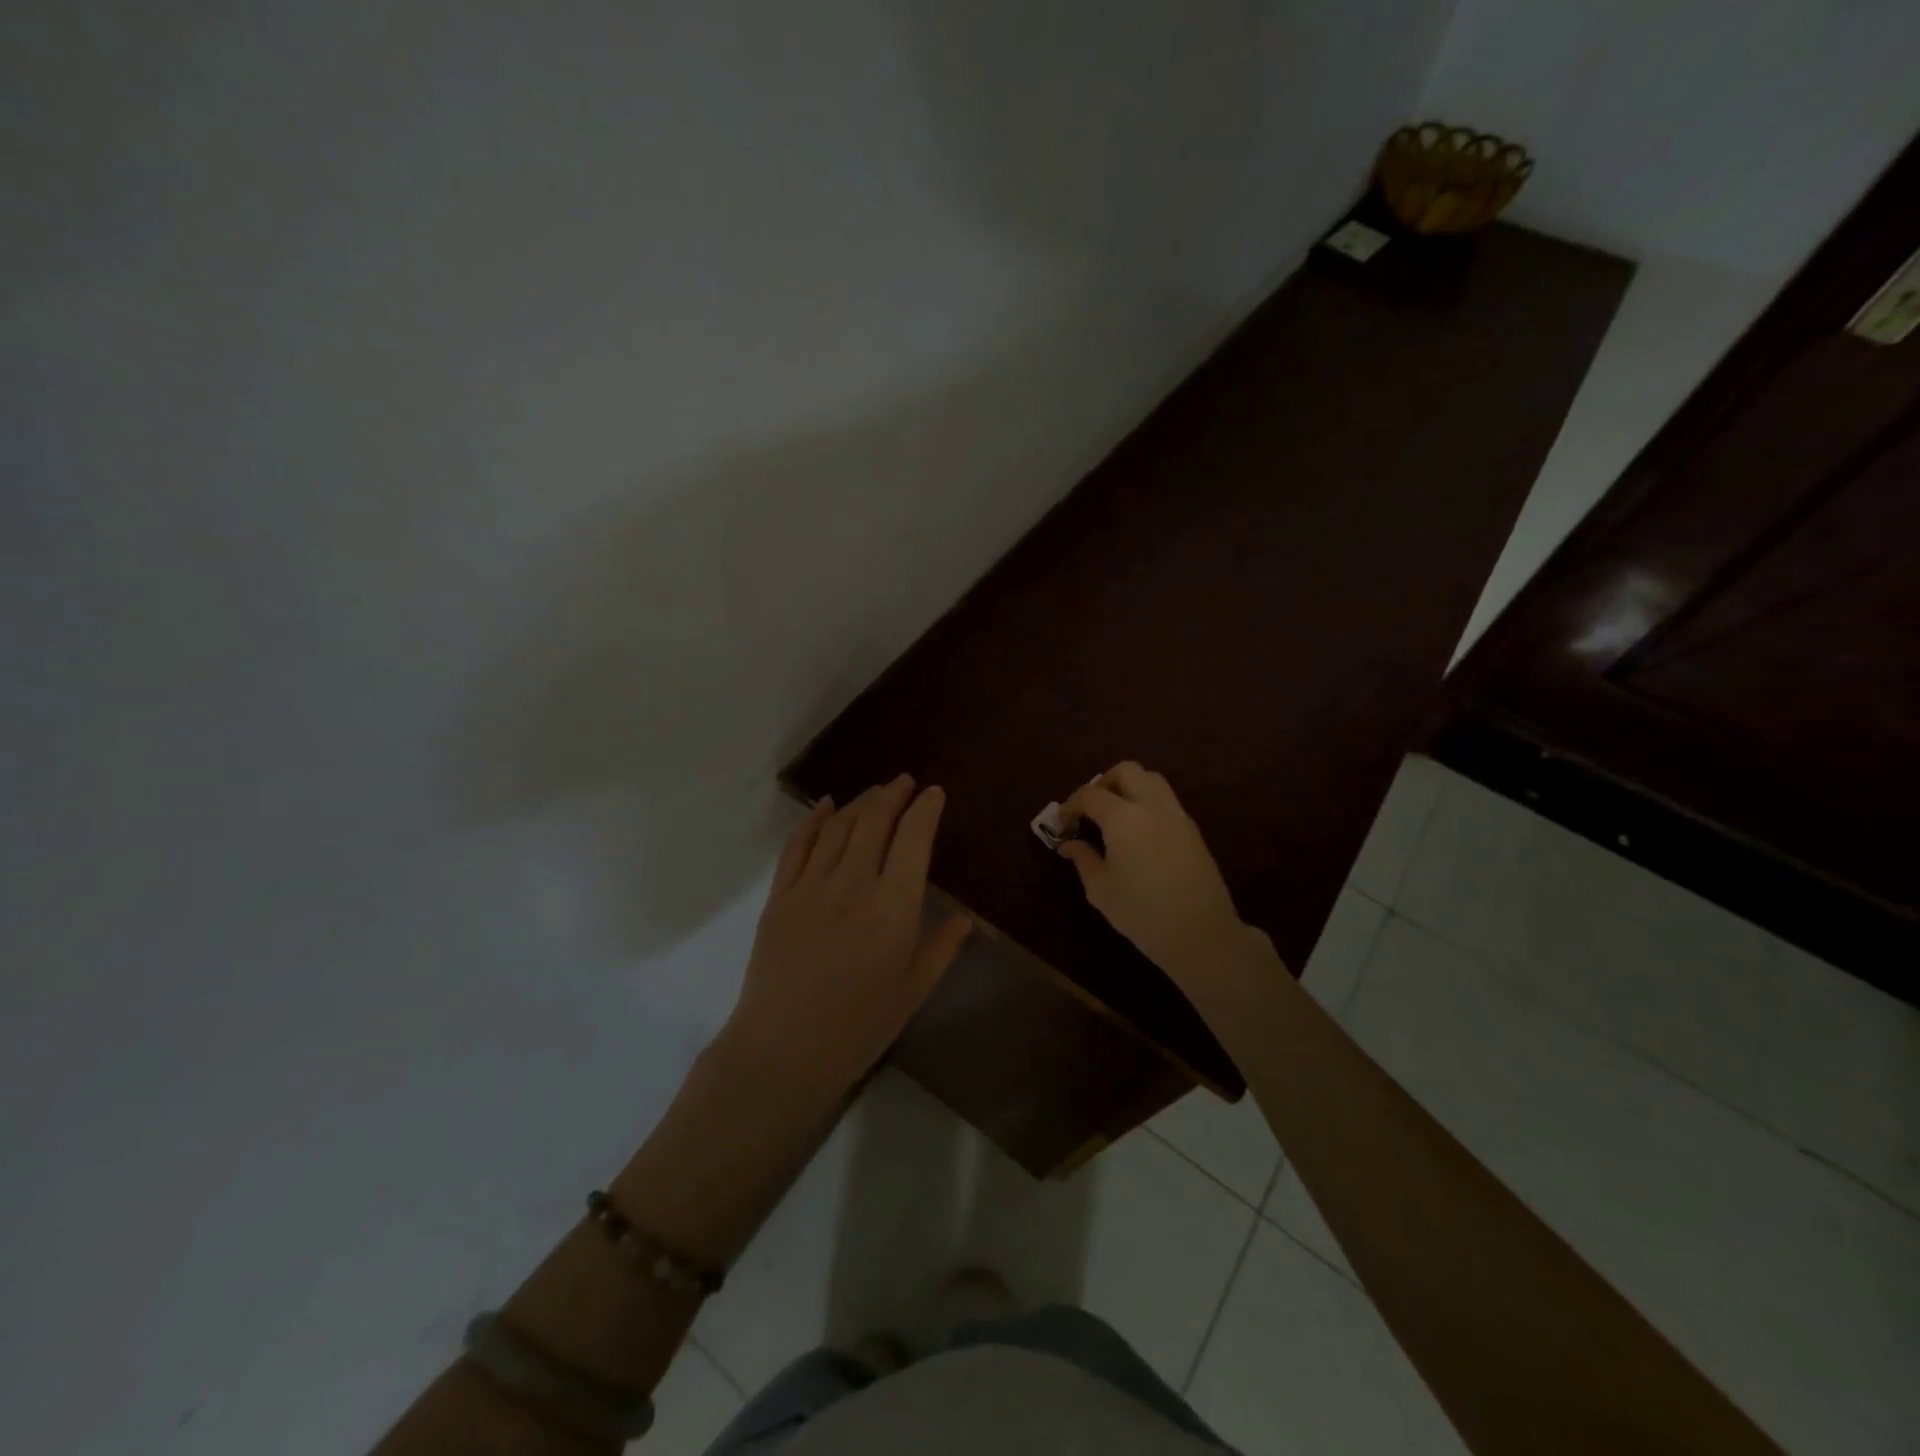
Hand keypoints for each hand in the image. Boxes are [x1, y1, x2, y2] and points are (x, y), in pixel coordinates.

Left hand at [723, 775, 971, 1094]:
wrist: (783, 1049)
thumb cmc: (859, 1026)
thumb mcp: (913, 991)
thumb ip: (941, 948)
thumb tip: (964, 918)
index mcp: (894, 907)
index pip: (914, 839)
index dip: (925, 809)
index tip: (934, 793)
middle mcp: (854, 884)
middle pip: (874, 821)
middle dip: (893, 794)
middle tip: (904, 782)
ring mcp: (811, 885)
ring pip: (838, 826)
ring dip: (860, 802)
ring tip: (874, 793)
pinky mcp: (780, 894)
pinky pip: (797, 844)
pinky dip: (813, 819)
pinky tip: (825, 806)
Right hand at [1056, 762, 1248, 982]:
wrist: (1200, 933)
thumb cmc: (1142, 913)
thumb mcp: (1100, 889)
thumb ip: (1083, 859)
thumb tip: (1070, 844)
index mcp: (1123, 817)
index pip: (1090, 794)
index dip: (1070, 805)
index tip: (1062, 824)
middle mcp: (1152, 805)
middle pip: (1126, 771)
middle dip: (1103, 783)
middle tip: (1090, 810)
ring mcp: (1177, 814)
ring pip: (1151, 779)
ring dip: (1129, 787)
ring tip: (1115, 815)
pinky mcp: (1192, 829)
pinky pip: (1166, 800)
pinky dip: (1147, 803)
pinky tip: (1138, 832)